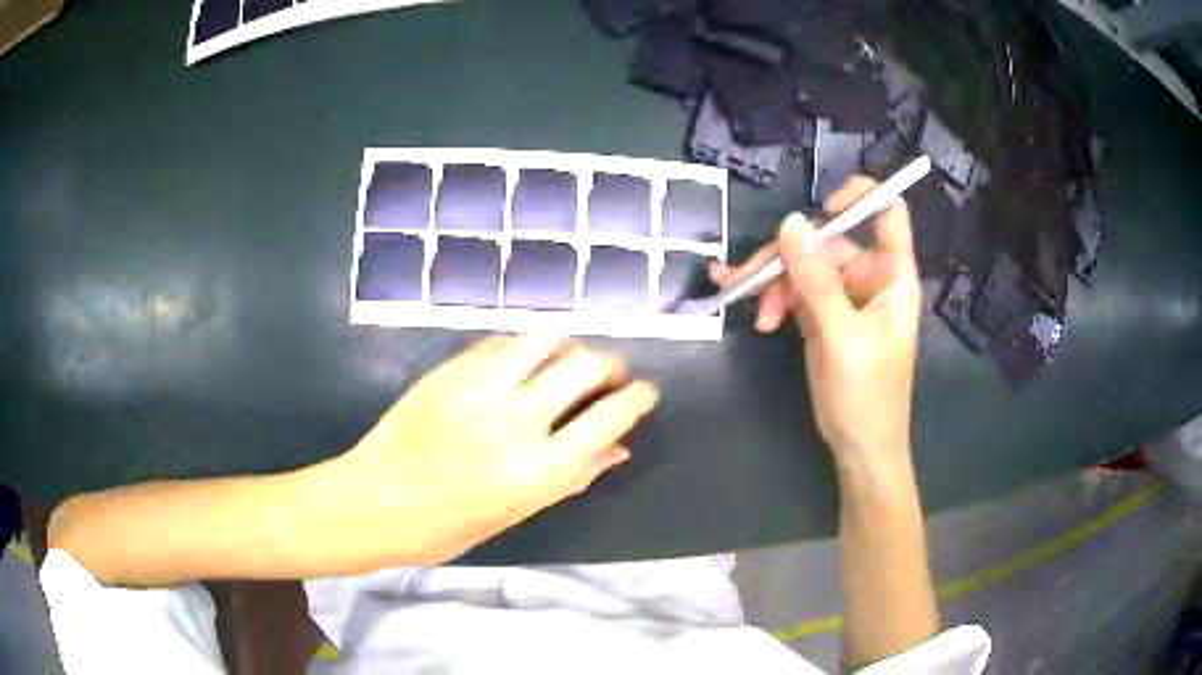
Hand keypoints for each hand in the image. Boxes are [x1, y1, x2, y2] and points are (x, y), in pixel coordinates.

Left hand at [337, 335, 658, 564]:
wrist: (372, 503)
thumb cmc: (444, 528)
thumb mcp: (514, 515)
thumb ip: (571, 478)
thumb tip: (618, 449)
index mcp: (536, 471)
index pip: (607, 419)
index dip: (635, 399)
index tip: (645, 392)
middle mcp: (515, 422)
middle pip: (583, 369)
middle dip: (609, 365)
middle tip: (611, 373)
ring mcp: (479, 389)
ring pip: (543, 342)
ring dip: (568, 346)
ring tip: (569, 358)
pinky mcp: (449, 372)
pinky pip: (500, 343)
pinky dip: (524, 346)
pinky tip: (524, 359)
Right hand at [712, 177, 921, 471]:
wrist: (860, 448)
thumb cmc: (867, 396)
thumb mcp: (842, 337)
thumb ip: (817, 281)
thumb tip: (791, 224)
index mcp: (891, 276)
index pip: (886, 213)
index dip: (859, 198)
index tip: (822, 209)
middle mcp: (868, 278)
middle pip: (827, 240)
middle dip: (789, 258)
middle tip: (753, 283)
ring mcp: (843, 296)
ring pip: (803, 265)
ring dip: (773, 282)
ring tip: (755, 313)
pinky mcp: (822, 315)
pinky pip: (794, 290)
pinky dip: (773, 297)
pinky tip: (757, 315)